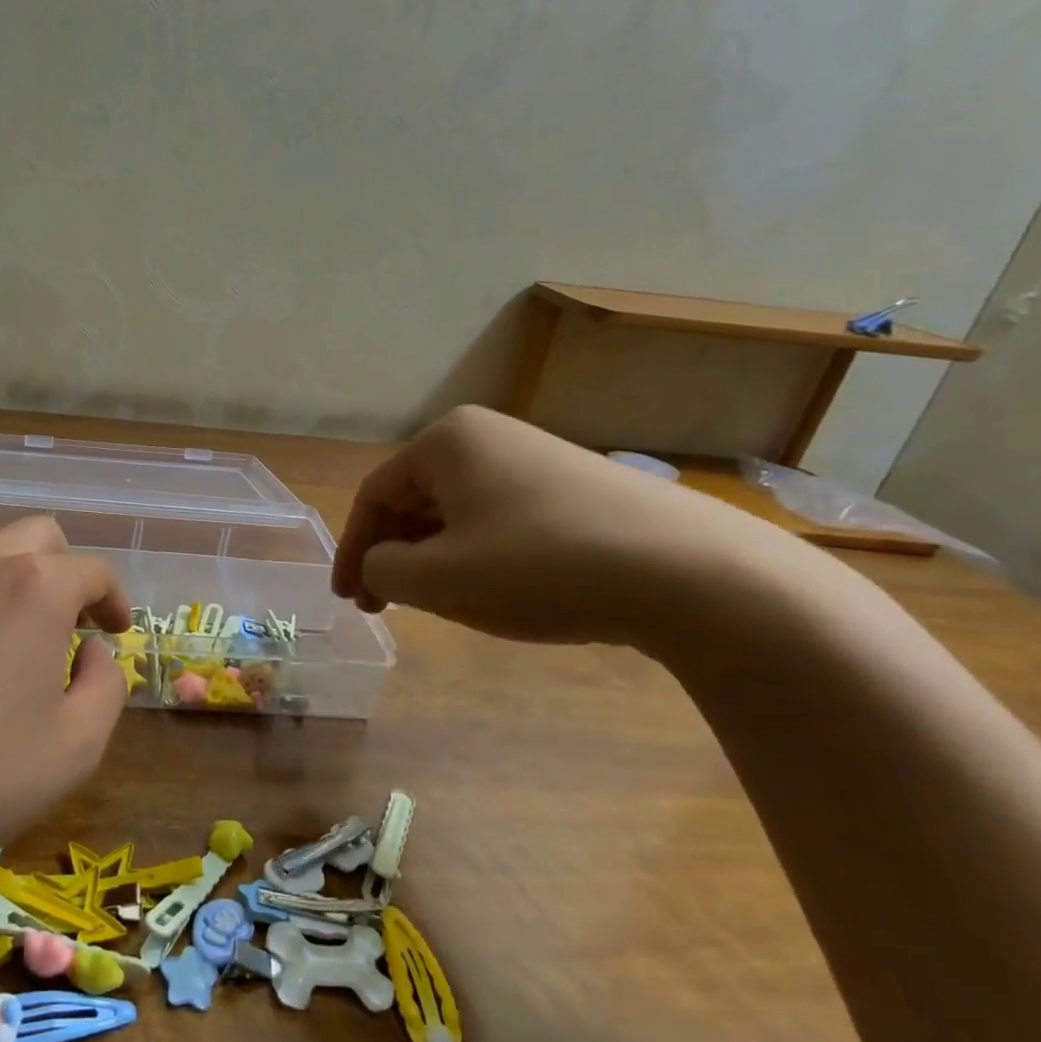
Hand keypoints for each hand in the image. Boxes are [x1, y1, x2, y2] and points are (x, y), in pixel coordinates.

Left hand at [0, 517, 131, 893]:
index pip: (93, 569)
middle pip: (39, 536)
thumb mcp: (76, 747)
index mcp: (36, 587)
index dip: (113, 598)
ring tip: (1, 636)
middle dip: (64, 570)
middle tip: (65, 622)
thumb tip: (90, 650)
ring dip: (8, 579)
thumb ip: (106, 683)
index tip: (113, 630)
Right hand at [331, 405, 800, 647]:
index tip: (346, 599)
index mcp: (445, 441)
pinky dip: (476, 554)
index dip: (352, 551)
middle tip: (384, 605)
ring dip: (433, 557)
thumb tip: (381, 564)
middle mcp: (487, 436)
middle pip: (414, 500)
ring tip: (434, 602)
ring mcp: (535, 459)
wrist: (694, 576)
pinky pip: (499, 519)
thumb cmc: (540, 567)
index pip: (375, 496)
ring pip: (456, 512)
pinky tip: (490, 589)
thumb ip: (381, 569)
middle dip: (393, 555)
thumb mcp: (437, 579)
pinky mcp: (574, 489)